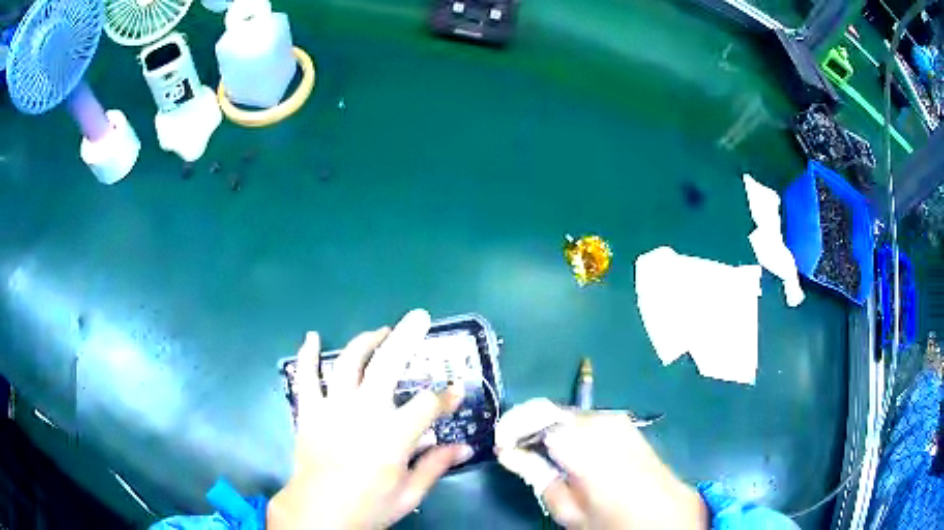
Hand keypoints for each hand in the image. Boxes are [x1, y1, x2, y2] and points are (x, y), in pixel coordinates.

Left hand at [267, 309, 471, 528]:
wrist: (318, 513)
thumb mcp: (409, 493)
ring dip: (366, 341)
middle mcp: (364, 412)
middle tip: (419, 317)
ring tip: (381, 331)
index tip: (456, 391)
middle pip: (388, 364)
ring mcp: (332, 407)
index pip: (429, 405)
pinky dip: (307, 355)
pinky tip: (311, 337)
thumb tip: (465, 448)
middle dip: (406, 337)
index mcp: (393, 435)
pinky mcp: (309, 411)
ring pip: (349, 362)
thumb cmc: (367, 506)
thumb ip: (436, 465)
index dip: (447, 396)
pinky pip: (306, 376)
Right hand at [496, 400, 708, 528]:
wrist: (665, 513)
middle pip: (549, 410)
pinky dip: (565, 429)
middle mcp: (599, 420)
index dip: (511, 426)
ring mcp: (614, 419)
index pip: (535, 416)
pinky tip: (564, 451)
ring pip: (565, 413)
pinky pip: (583, 419)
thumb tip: (507, 453)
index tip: (499, 445)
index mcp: (582, 441)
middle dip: (526, 426)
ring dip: (545, 428)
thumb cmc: (612, 519)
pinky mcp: (623, 423)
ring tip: (536, 453)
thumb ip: (535, 474)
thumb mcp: (567, 507)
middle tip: (513, 451)